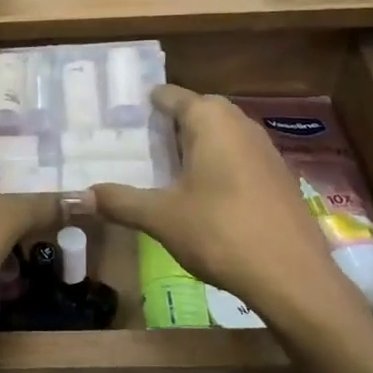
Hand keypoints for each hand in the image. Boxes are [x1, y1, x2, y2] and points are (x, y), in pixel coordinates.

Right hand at [90, 86, 363, 331]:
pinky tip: (203, 193)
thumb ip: (120, 202)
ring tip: (166, 166)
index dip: (148, 102)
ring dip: (197, 144)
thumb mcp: (161, 218)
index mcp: (211, 121)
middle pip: (200, 111)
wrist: (293, 277)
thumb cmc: (221, 233)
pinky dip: (218, 163)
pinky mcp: (279, 176)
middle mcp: (241, 124)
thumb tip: (79, 197)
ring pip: (223, 134)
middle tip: (139, 141)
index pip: (173, 96)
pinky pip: (240, 156)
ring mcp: (266, 150)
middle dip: (171, 122)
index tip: (123, 112)